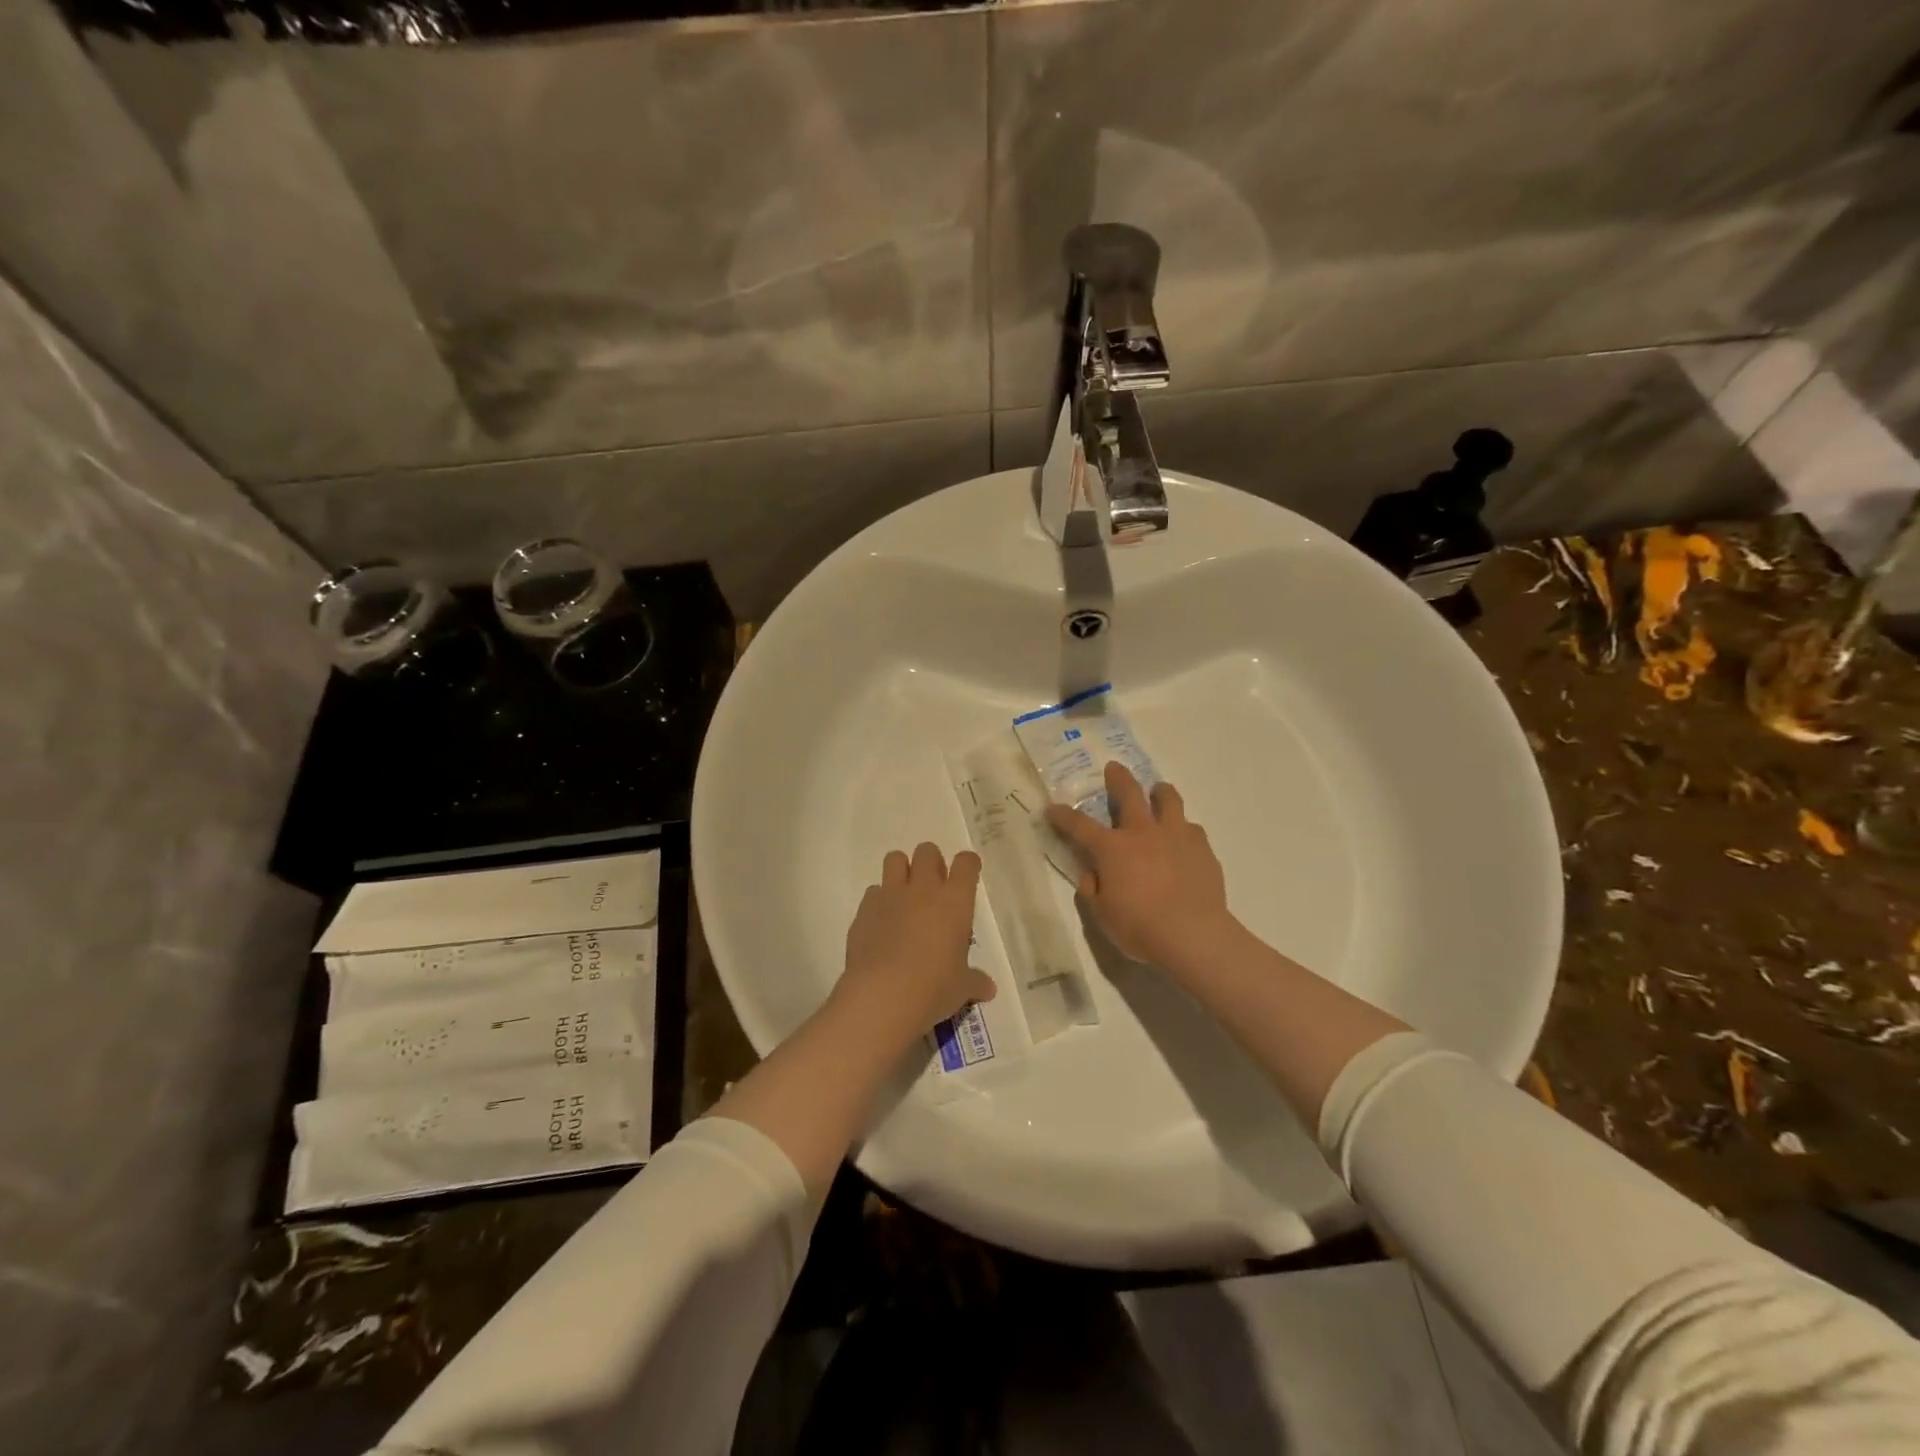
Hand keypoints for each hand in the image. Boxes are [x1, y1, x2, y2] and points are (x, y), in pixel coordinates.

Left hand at [835, 842, 995, 1044]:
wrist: (883, 996)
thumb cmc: (934, 988)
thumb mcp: (961, 988)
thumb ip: (974, 981)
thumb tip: (988, 988)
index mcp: (954, 901)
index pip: (966, 863)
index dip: (968, 865)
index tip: (967, 874)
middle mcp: (923, 889)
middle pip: (927, 851)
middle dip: (932, 862)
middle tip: (934, 888)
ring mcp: (890, 896)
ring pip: (895, 859)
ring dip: (901, 871)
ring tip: (905, 897)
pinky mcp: (864, 910)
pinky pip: (873, 892)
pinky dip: (879, 901)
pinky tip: (882, 924)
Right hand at [1046, 762, 1236, 971]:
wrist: (1193, 935)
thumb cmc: (1140, 927)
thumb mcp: (1102, 915)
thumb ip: (1093, 889)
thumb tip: (1093, 874)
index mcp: (1112, 848)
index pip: (1079, 825)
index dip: (1063, 816)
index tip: (1052, 808)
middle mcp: (1143, 833)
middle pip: (1129, 794)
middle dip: (1118, 778)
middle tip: (1114, 769)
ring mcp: (1176, 836)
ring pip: (1169, 800)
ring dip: (1160, 792)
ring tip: (1158, 792)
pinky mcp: (1203, 849)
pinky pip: (1192, 829)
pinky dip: (1184, 830)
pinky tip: (1183, 841)